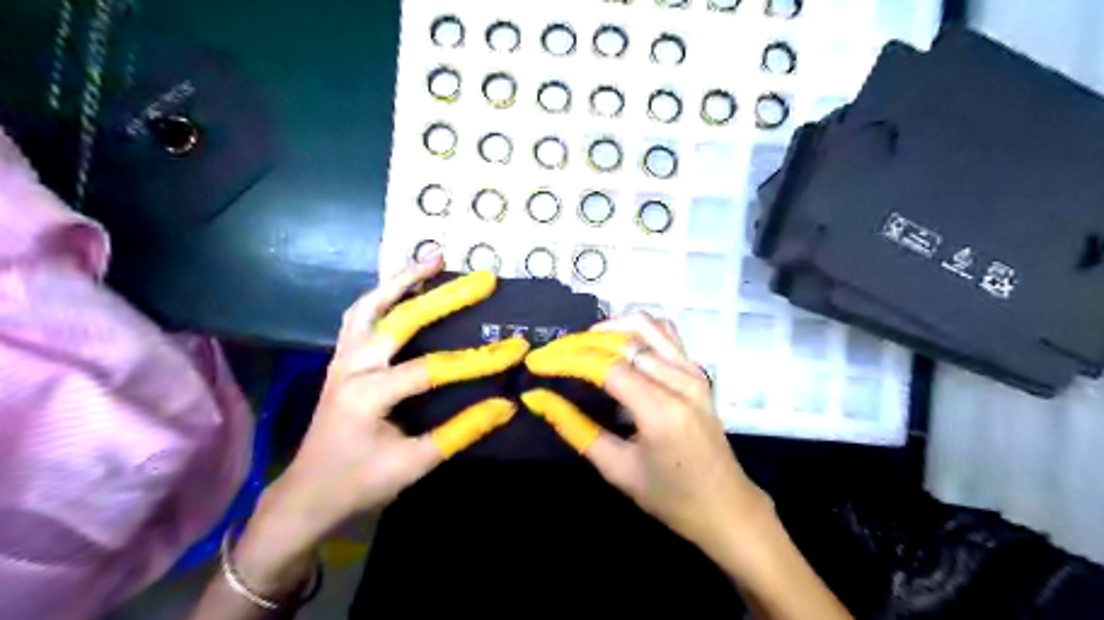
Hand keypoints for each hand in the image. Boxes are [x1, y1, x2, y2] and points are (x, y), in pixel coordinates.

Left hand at [235, 258, 527, 593]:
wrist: (308, 493)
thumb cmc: (359, 482)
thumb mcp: (415, 464)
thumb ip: (460, 432)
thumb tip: (505, 406)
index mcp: (368, 396)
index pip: (431, 369)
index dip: (478, 361)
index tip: (517, 349)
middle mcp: (352, 367)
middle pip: (400, 319)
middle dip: (445, 296)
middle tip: (482, 279)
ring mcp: (342, 358)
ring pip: (370, 305)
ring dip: (403, 280)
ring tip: (435, 260)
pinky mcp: (341, 358)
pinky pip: (360, 315)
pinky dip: (383, 295)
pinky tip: (404, 287)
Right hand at [523, 315, 768, 556]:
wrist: (726, 505)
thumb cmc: (670, 496)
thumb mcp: (616, 468)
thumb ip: (575, 428)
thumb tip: (538, 399)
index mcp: (661, 410)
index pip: (606, 366)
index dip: (567, 359)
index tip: (538, 363)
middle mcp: (680, 379)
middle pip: (622, 341)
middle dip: (579, 342)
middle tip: (551, 355)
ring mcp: (693, 370)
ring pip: (645, 326)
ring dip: (607, 329)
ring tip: (579, 345)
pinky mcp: (697, 369)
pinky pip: (663, 332)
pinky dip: (634, 330)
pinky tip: (615, 345)